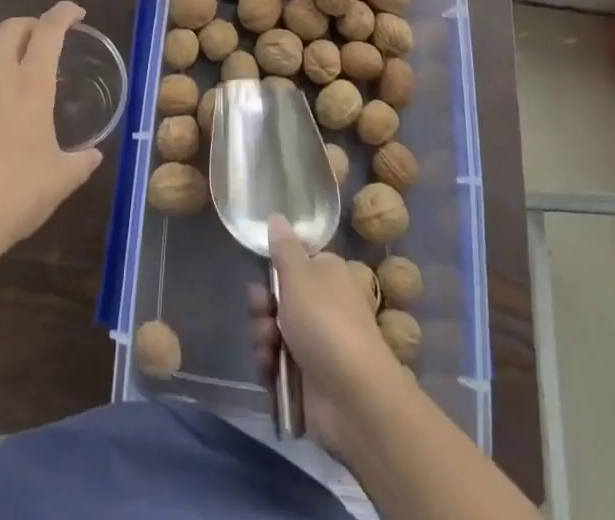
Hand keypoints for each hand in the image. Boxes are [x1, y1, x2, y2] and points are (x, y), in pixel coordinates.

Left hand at [0, 1, 103, 266]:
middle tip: (48, 37)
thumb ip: (81, 162)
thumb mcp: (60, 181)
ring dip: (8, 58)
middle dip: (31, 23)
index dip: (63, 13)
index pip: (48, 31)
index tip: (76, 13)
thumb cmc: (15, 196)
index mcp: (30, 87)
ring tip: (25, 82)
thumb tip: (94, 155)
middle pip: (10, 29)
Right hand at [250, 216, 409, 455]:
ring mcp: (317, 344)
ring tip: (266, 345)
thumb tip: (277, 216)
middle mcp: (324, 305)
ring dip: (263, 335)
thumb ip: (284, 247)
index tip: (262, 276)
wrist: (354, 397)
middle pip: (280, 297)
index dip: (276, 269)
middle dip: (263, 305)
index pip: (297, 263)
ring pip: (275, 330)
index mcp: (328, 275)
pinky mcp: (308, 379)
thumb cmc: (326, 322)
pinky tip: (269, 368)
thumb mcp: (299, 274)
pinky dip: (269, 364)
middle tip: (260, 311)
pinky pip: (278, 363)